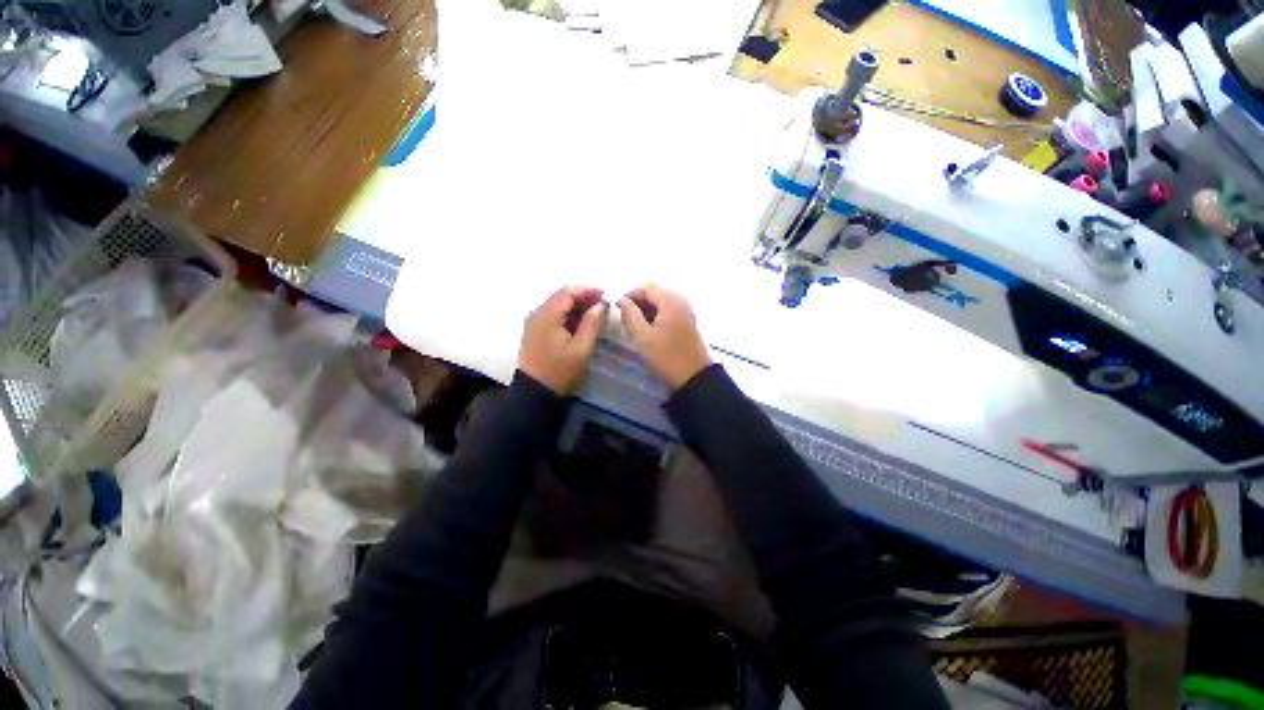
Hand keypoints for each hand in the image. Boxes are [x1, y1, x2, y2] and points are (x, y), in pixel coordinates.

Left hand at [518, 286, 606, 394]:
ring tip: (595, 313)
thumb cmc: (560, 371)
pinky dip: (567, 315)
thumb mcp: (581, 348)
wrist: (535, 393)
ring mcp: (534, 323)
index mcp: (547, 315)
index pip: (568, 293)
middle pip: (561, 297)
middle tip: (602, 304)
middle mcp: (537, 314)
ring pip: (557, 306)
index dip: (587, 290)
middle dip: (583, 297)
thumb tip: (600, 305)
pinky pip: (552, 316)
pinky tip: (580, 322)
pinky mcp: (534, 332)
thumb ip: (592, 323)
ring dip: (576, 306)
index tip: (605, 295)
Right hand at [617, 284, 711, 388]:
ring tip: (635, 324)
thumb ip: (629, 315)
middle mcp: (681, 301)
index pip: (646, 288)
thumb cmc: (666, 356)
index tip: (617, 308)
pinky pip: (669, 311)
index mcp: (670, 301)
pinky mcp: (689, 322)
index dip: (630, 294)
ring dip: (647, 309)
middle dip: (638, 301)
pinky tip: (649, 329)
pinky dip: (657, 315)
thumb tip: (623, 300)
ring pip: (662, 302)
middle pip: (656, 292)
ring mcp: (687, 311)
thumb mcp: (642, 337)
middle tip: (625, 316)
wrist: (694, 377)